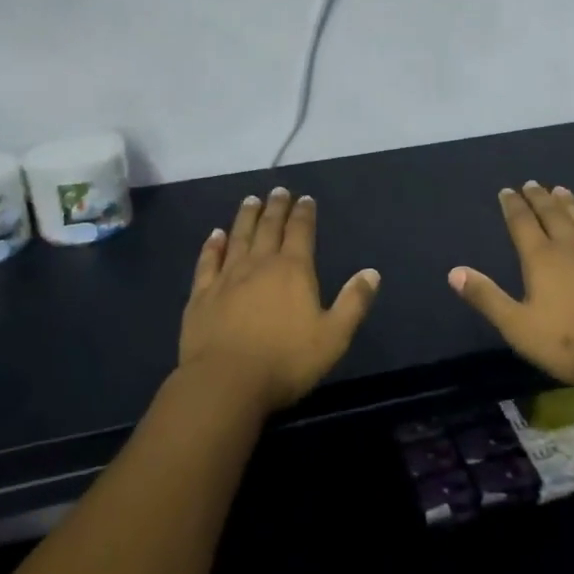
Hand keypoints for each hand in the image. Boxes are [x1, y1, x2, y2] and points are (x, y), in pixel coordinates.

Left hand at [179, 188, 379, 414]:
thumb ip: (353, 303)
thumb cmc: (285, 361)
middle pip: (268, 228)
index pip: (301, 232)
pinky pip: (207, 261)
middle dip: (275, 208)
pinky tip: (215, 235)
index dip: (304, 214)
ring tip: (250, 200)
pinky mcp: (201, 295)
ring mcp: (227, 278)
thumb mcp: (333, 337)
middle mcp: (259, 264)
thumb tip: (372, 273)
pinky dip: (212, 245)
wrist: (225, 382)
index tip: (305, 198)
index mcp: (293, 270)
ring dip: (246, 217)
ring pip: (238, 237)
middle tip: (278, 191)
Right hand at [448, 182, 573, 390]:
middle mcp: (569, 247)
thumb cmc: (569, 342)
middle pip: (551, 214)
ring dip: (569, 204)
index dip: (512, 206)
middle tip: (532, 183)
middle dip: (539, 198)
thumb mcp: (517, 326)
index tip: (506, 191)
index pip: (522, 223)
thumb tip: (454, 272)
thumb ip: (486, 297)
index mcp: (540, 258)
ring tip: (560, 189)